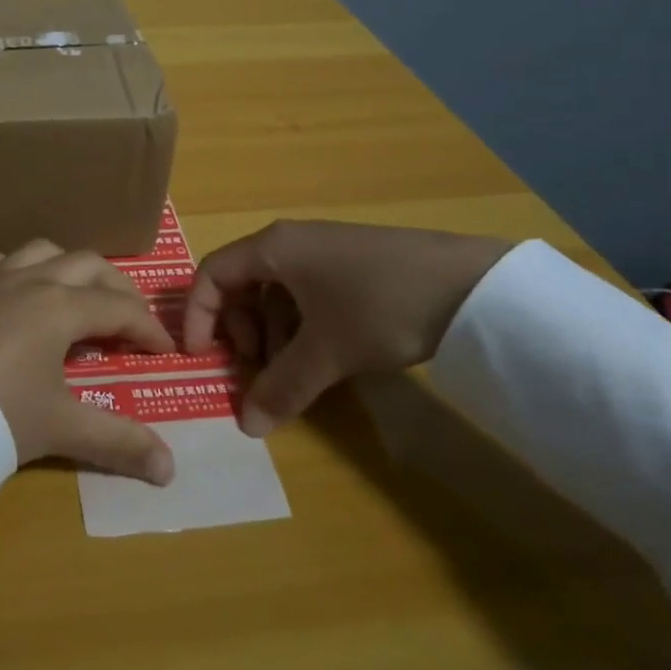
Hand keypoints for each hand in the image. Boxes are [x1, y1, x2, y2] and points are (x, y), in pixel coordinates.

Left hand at [0, 240, 176, 485]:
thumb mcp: (60, 428)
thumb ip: (118, 442)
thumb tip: (170, 470)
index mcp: (61, 307)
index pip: (119, 308)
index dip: (148, 328)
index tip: (165, 351)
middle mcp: (28, 279)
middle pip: (86, 265)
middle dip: (116, 288)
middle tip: (129, 319)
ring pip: (39, 251)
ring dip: (65, 269)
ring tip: (74, 297)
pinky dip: (10, 270)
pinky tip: (8, 289)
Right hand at [183, 221, 514, 436]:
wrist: (472, 284)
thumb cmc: (380, 306)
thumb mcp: (328, 351)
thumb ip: (283, 387)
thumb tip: (246, 427)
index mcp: (272, 248)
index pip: (212, 274)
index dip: (198, 315)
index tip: (201, 356)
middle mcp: (290, 242)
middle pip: (241, 283)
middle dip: (239, 329)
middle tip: (254, 368)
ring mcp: (322, 252)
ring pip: (274, 292)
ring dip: (271, 333)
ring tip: (293, 371)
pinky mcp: (349, 265)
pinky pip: (305, 294)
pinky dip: (300, 326)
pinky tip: (323, 356)